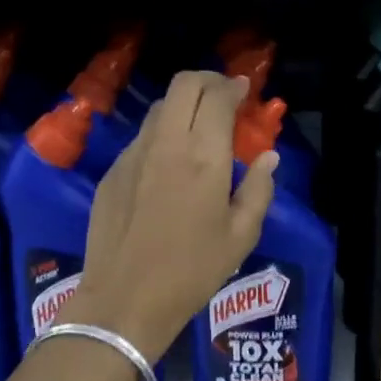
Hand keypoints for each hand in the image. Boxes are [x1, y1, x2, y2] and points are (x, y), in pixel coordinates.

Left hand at [63, 71, 278, 360]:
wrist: (125, 300)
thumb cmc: (192, 271)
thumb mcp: (241, 236)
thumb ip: (259, 189)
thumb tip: (269, 157)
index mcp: (204, 156)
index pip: (217, 96)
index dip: (234, 86)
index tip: (244, 91)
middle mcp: (166, 143)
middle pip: (183, 85)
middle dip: (207, 80)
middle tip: (224, 96)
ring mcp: (133, 155)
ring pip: (159, 108)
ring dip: (183, 105)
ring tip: (199, 127)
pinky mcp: (112, 172)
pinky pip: (141, 137)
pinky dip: (162, 134)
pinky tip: (170, 163)